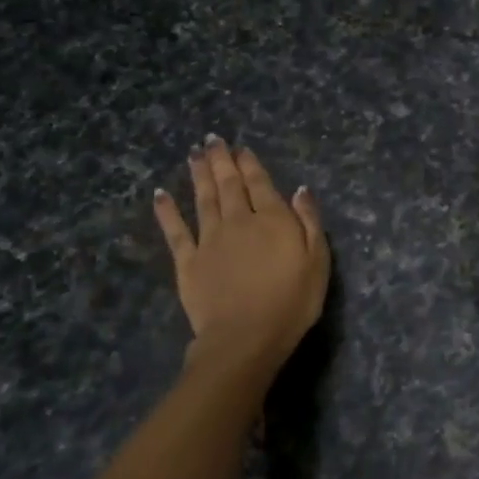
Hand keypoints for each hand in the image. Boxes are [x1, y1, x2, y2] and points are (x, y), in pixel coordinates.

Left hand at [153, 138, 329, 375]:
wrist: (245, 337)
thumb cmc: (291, 302)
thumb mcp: (318, 261)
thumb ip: (309, 222)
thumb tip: (300, 190)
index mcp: (272, 219)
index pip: (260, 184)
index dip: (250, 164)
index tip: (241, 148)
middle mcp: (238, 221)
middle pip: (228, 185)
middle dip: (222, 160)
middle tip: (213, 140)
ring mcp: (209, 240)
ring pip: (203, 199)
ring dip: (199, 175)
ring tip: (194, 155)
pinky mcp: (188, 262)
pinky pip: (175, 230)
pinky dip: (167, 210)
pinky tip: (160, 194)